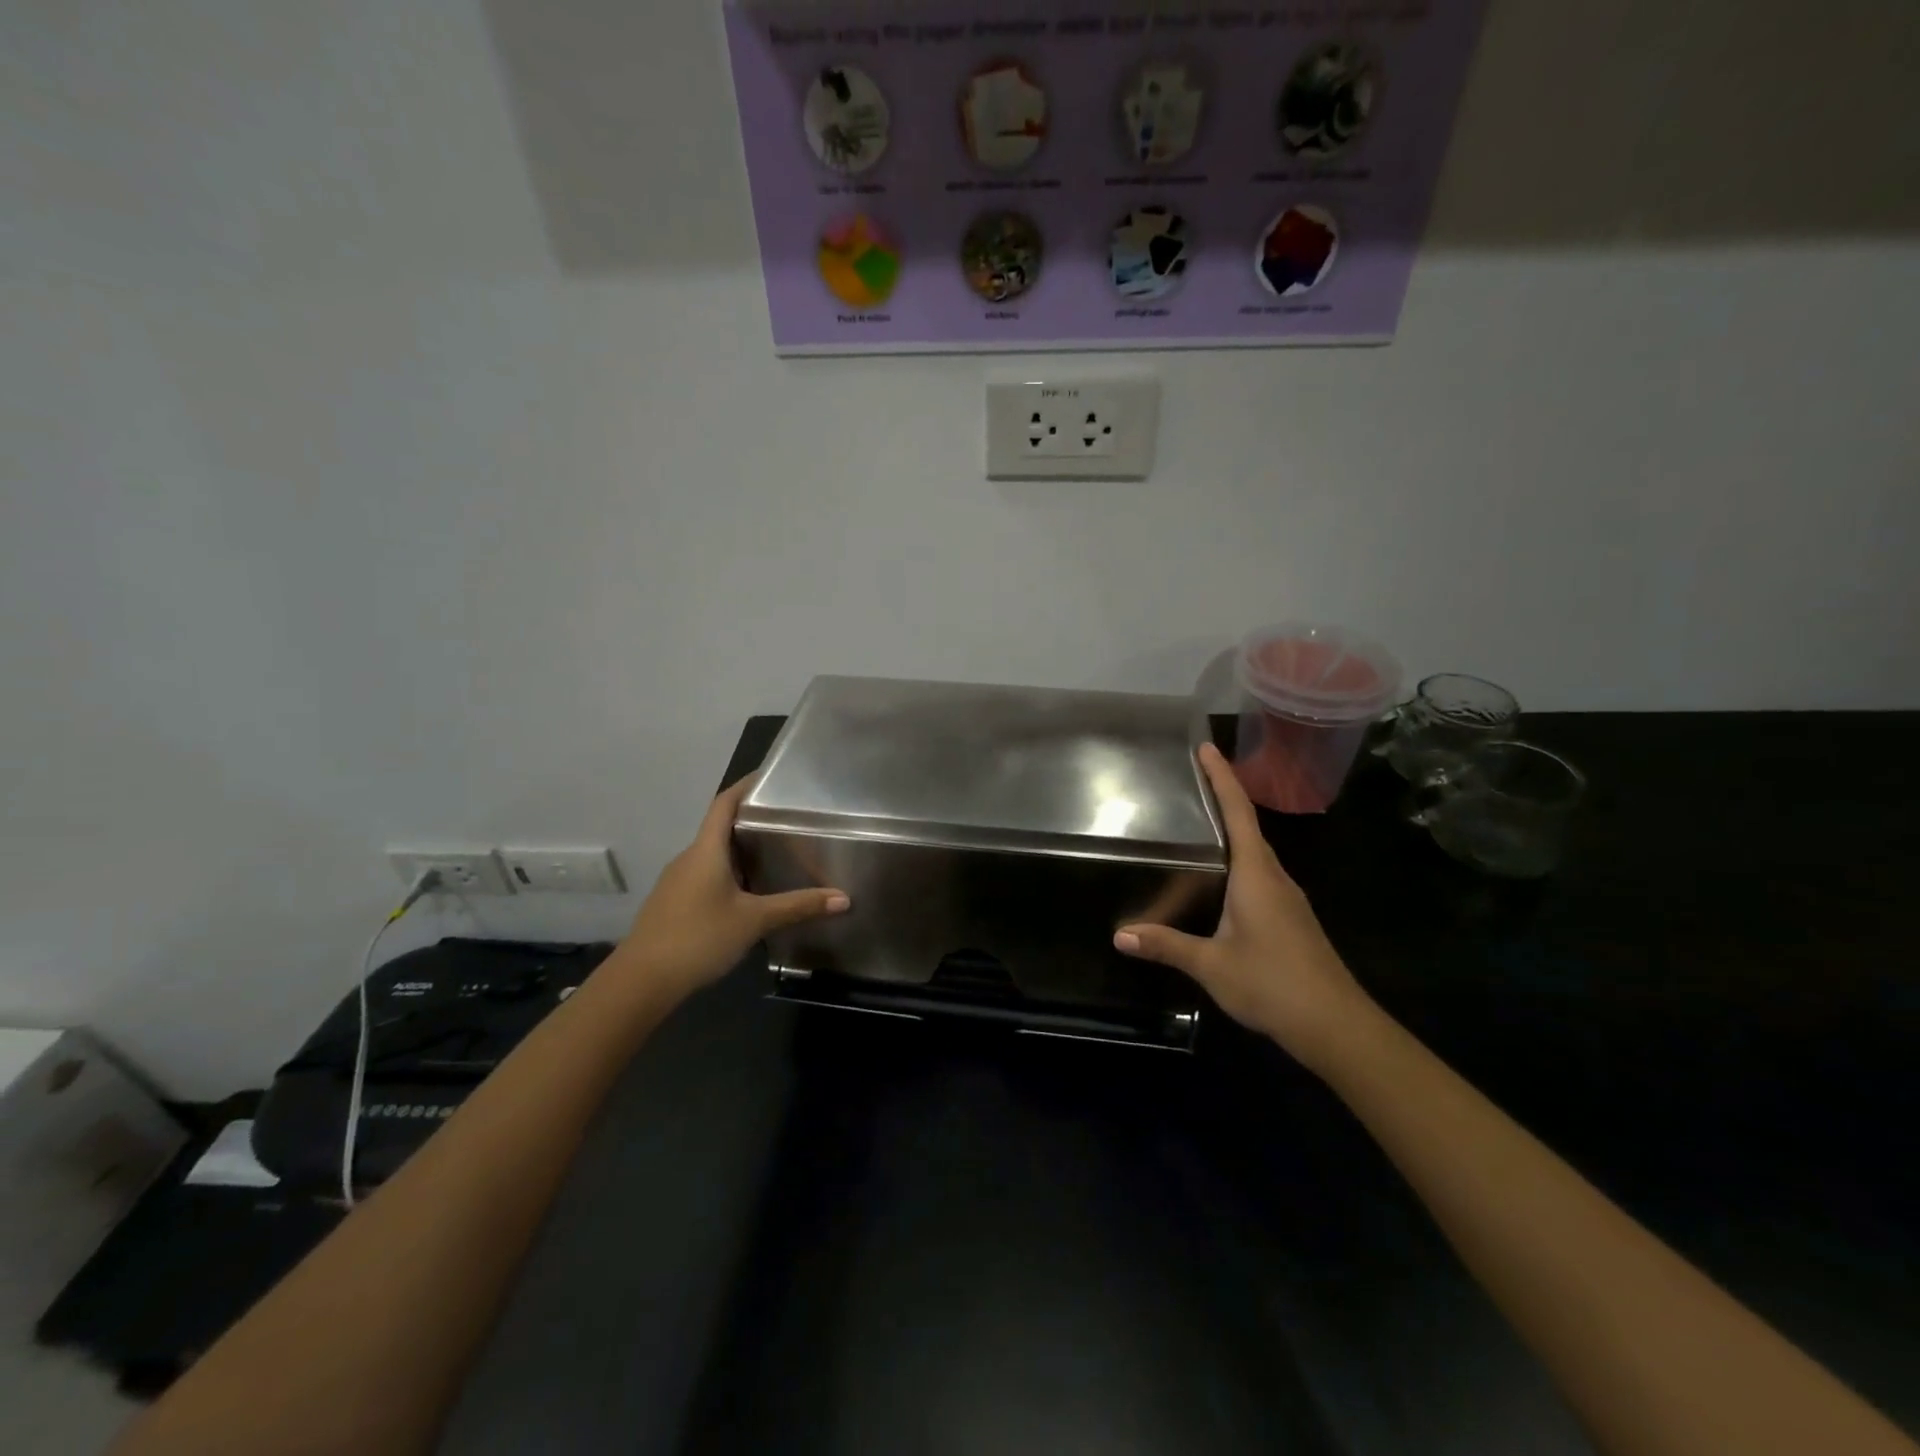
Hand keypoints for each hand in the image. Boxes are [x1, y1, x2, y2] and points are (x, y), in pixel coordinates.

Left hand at [613, 773, 848, 1006]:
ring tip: (775, 855)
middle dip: (751, 822)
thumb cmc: (699, 938)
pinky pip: (705, 876)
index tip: (770, 776)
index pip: (724, 803)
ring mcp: (677, 882)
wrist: (641, 981)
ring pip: (713, 855)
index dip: (745, 785)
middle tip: (787, 821)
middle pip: (720, 828)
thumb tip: (844, 898)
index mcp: (706, 850)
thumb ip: (798, 906)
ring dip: (740, 851)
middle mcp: (689, 858)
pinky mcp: (673, 903)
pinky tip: (749, 894)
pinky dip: (729, 874)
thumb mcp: (754, 921)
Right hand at [1115, 742, 1375, 1072]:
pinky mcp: (1291, 919)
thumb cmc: (1273, 984)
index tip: (1207, 747)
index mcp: (1256, 875)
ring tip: (1198, 823)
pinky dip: (1238, 861)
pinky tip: (1220, 879)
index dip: (1222, 779)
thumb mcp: (1212, 965)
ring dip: (1232, 831)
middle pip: (1249, 827)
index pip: (1238, 813)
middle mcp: (1275, 878)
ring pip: (1256, 854)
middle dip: (1223, 798)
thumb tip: (1120, 934)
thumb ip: (1167, 945)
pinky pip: (1260, 875)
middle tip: (1191, 780)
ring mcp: (1287, 899)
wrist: (1337, 1026)